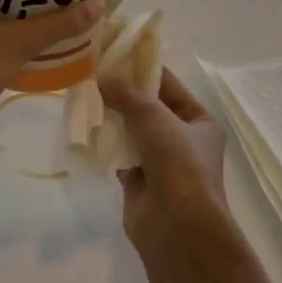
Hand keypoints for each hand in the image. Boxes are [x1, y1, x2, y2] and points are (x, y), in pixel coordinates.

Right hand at [98, 68, 229, 245]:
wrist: (177, 228)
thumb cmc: (178, 165)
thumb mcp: (155, 119)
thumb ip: (127, 94)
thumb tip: (102, 77)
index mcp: (199, 121)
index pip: (168, 85)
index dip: (142, 69)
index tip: (113, 54)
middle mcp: (182, 139)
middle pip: (147, 107)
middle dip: (121, 93)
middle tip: (90, 73)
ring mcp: (160, 161)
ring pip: (131, 130)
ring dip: (111, 116)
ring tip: (82, 95)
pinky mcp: (139, 180)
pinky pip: (119, 153)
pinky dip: (105, 143)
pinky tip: (84, 128)